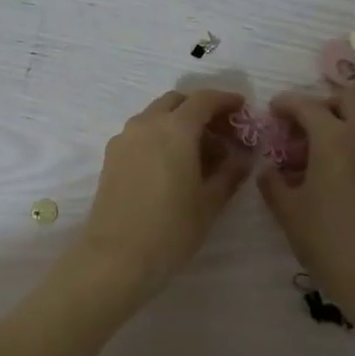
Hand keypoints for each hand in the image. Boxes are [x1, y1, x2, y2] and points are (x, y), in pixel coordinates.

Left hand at [78, 89, 250, 299]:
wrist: (116, 256)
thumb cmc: (171, 229)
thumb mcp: (210, 202)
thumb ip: (231, 172)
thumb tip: (243, 156)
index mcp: (175, 128)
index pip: (204, 99)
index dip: (226, 100)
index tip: (242, 109)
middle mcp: (147, 124)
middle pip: (177, 102)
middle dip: (201, 110)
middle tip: (222, 133)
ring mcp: (124, 138)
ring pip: (156, 116)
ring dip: (179, 123)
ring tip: (199, 153)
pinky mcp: (111, 156)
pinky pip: (141, 133)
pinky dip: (160, 136)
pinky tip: (173, 164)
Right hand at [258, 87, 354, 318]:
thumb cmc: (327, 241)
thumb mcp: (288, 212)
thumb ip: (273, 182)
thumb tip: (269, 170)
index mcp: (334, 139)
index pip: (307, 106)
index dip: (286, 104)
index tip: (272, 110)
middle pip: (347, 99)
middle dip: (321, 104)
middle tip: (300, 126)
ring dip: (341, 123)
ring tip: (317, 153)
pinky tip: (339, 173)